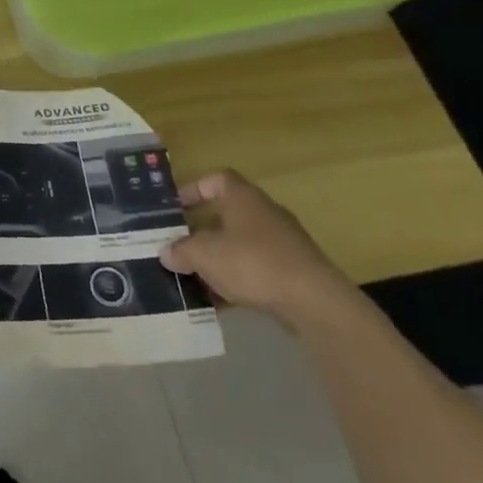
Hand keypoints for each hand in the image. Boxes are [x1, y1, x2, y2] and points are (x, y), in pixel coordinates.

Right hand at [160, 170, 355, 326]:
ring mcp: (282, 242)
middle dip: (201, 230)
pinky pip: (256, 267)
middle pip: (226, 214)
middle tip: (179, 246)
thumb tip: (167, 253)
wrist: (315, 302)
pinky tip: (222, 299)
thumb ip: (180, 250)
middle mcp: (264, 212)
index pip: (215, 179)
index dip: (193, 189)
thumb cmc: (252, 263)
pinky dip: (237, 278)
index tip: (175, 208)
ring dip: (218, 257)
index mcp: (243, 197)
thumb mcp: (203, 254)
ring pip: (240, 243)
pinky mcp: (293, 270)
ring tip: (195, 276)